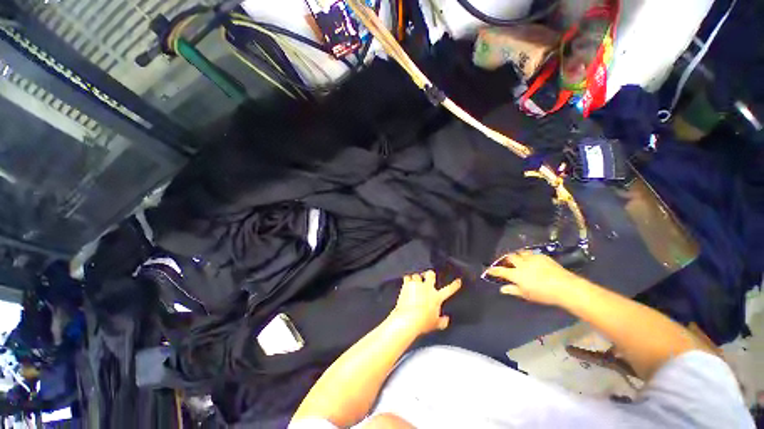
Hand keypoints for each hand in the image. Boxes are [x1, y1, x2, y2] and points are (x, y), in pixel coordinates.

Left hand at [391, 271, 461, 333]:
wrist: (408, 319)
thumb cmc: (422, 322)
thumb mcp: (435, 324)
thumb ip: (442, 322)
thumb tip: (446, 320)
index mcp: (436, 297)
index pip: (449, 289)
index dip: (455, 285)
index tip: (458, 280)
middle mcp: (427, 288)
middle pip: (430, 274)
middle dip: (430, 274)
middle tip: (428, 276)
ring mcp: (416, 285)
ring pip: (417, 275)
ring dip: (416, 278)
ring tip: (415, 281)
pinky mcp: (407, 285)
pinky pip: (407, 277)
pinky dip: (407, 279)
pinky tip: (407, 282)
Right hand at [485, 250, 584, 306]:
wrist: (565, 287)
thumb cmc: (543, 294)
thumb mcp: (526, 295)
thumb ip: (513, 290)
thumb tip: (502, 288)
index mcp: (515, 274)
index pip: (500, 270)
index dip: (493, 270)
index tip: (488, 269)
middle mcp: (521, 264)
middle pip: (509, 257)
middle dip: (506, 259)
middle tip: (506, 263)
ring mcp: (531, 258)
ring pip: (520, 253)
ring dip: (517, 255)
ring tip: (518, 259)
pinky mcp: (542, 256)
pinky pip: (531, 253)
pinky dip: (528, 255)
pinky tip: (531, 260)